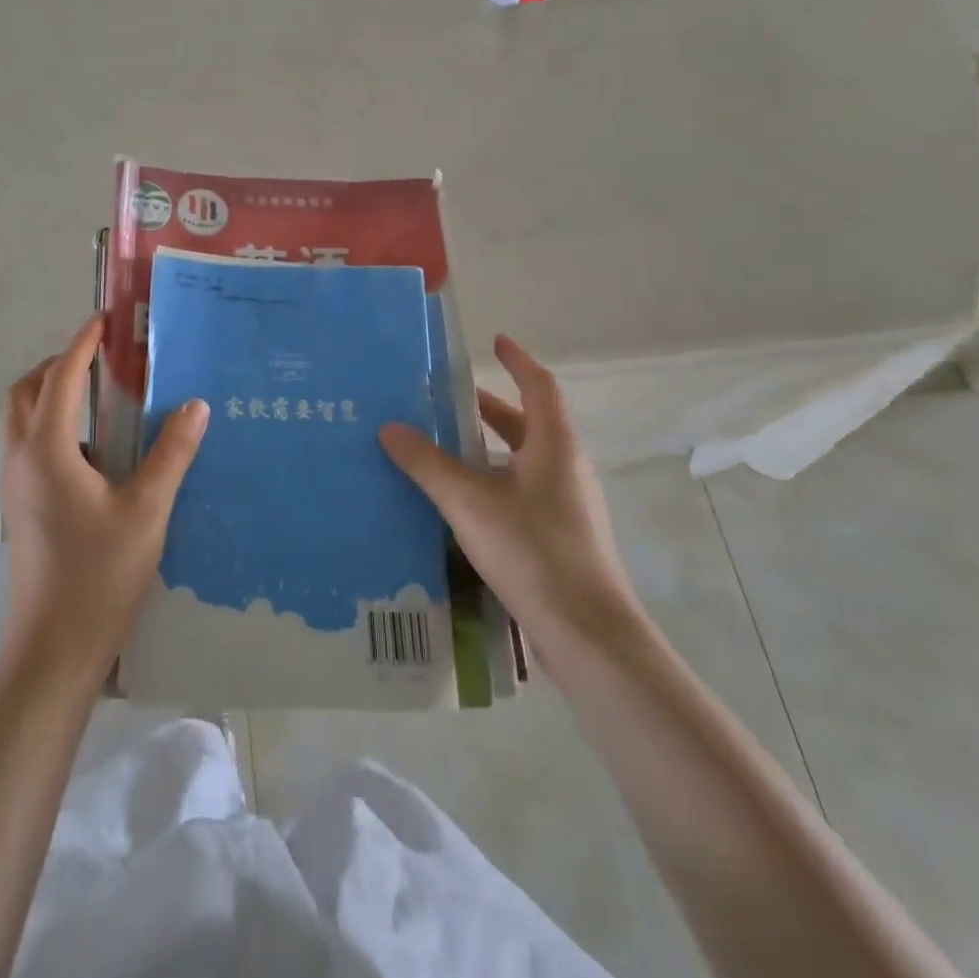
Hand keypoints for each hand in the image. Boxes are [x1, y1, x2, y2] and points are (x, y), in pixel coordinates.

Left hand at [0, 315, 209, 679]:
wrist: (53, 649)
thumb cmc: (100, 576)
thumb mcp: (147, 510)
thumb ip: (171, 453)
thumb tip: (194, 404)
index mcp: (47, 450)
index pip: (62, 377)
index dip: (83, 344)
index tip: (105, 320)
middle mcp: (22, 458)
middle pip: (27, 391)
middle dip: (60, 364)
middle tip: (102, 358)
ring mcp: (16, 484)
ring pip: (25, 419)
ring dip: (54, 395)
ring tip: (104, 397)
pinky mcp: (22, 506)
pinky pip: (32, 446)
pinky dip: (56, 427)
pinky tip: (99, 452)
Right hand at [379, 334, 639, 662]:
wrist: (589, 636)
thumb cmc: (534, 552)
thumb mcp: (470, 502)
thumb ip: (427, 464)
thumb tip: (389, 427)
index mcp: (554, 446)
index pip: (538, 386)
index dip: (517, 360)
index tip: (494, 341)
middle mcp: (566, 468)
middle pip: (527, 423)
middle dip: (488, 407)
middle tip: (445, 399)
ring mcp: (566, 505)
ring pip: (522, 460)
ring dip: (487, 447)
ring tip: (442, 446)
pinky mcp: (560, 537)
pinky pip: (521, 491)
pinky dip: (491, 480)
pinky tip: (460, 501)